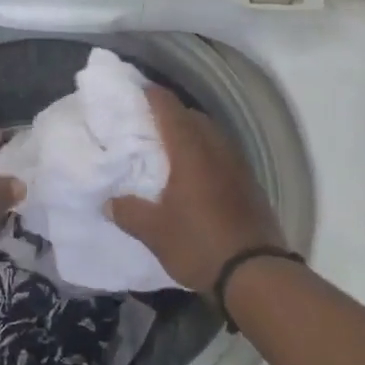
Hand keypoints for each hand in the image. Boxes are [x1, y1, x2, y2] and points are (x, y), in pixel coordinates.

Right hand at [107, 86, 286, 299]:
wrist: (255, 274)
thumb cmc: (199, 244)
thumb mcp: (154, 232)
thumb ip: (128, 212)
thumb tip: (109, 201)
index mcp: (191, 153)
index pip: (170, 110)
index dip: (153, 96)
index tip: (136, 90)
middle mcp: (217, 151)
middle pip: (194, 117)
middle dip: (171, 113)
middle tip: (147, 122)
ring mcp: (238, 166)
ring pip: (211, 135)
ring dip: (191, 133)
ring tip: (168, 146)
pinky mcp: (249, 184)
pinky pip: (222, 155)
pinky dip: (205, 153)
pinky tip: (194, 173)